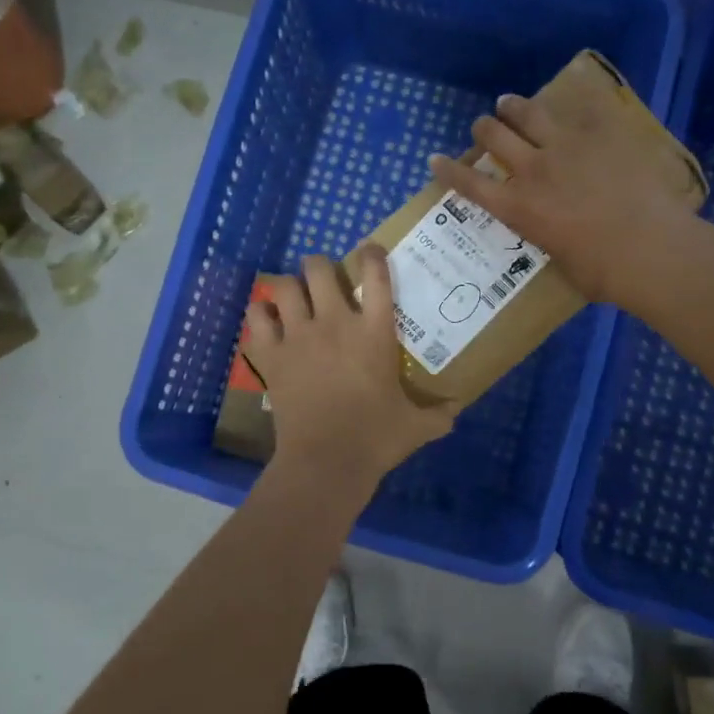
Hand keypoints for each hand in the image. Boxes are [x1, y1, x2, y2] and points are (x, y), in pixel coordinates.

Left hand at [243, 249, 458, 492]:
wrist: (326, 461)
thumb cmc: (376, 439)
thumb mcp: (417, 427)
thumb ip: (438, 415)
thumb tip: (457, 410)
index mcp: (374, 332)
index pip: (375, 275)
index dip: (372, 255)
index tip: (370, 252)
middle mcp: (334, 322)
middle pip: (319, 268)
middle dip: (319, 266)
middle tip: (323, 279)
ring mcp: (298, 336)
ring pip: (283, 285)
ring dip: (288, 287)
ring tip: (293, 298)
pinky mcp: (271, 356)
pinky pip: (256, 318)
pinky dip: (260, 314)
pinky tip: (268, 323)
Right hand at [429, 92, 701, 305]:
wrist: (651, 248)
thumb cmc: (604, 273)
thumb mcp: (560, 262)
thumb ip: (549, 239)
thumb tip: (555, 234)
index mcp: (518, 208)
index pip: (469, 184)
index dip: (448, 170)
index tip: (435, 159)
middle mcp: (533, 170)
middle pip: (494, 136)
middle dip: (483, 129)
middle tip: (484, 128)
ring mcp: (567, 146)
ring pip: (528, 112)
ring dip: (513, 106)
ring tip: (509, 103)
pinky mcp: (602, 133)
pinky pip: (581, 107)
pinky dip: (570, 102)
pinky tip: (570, 97)